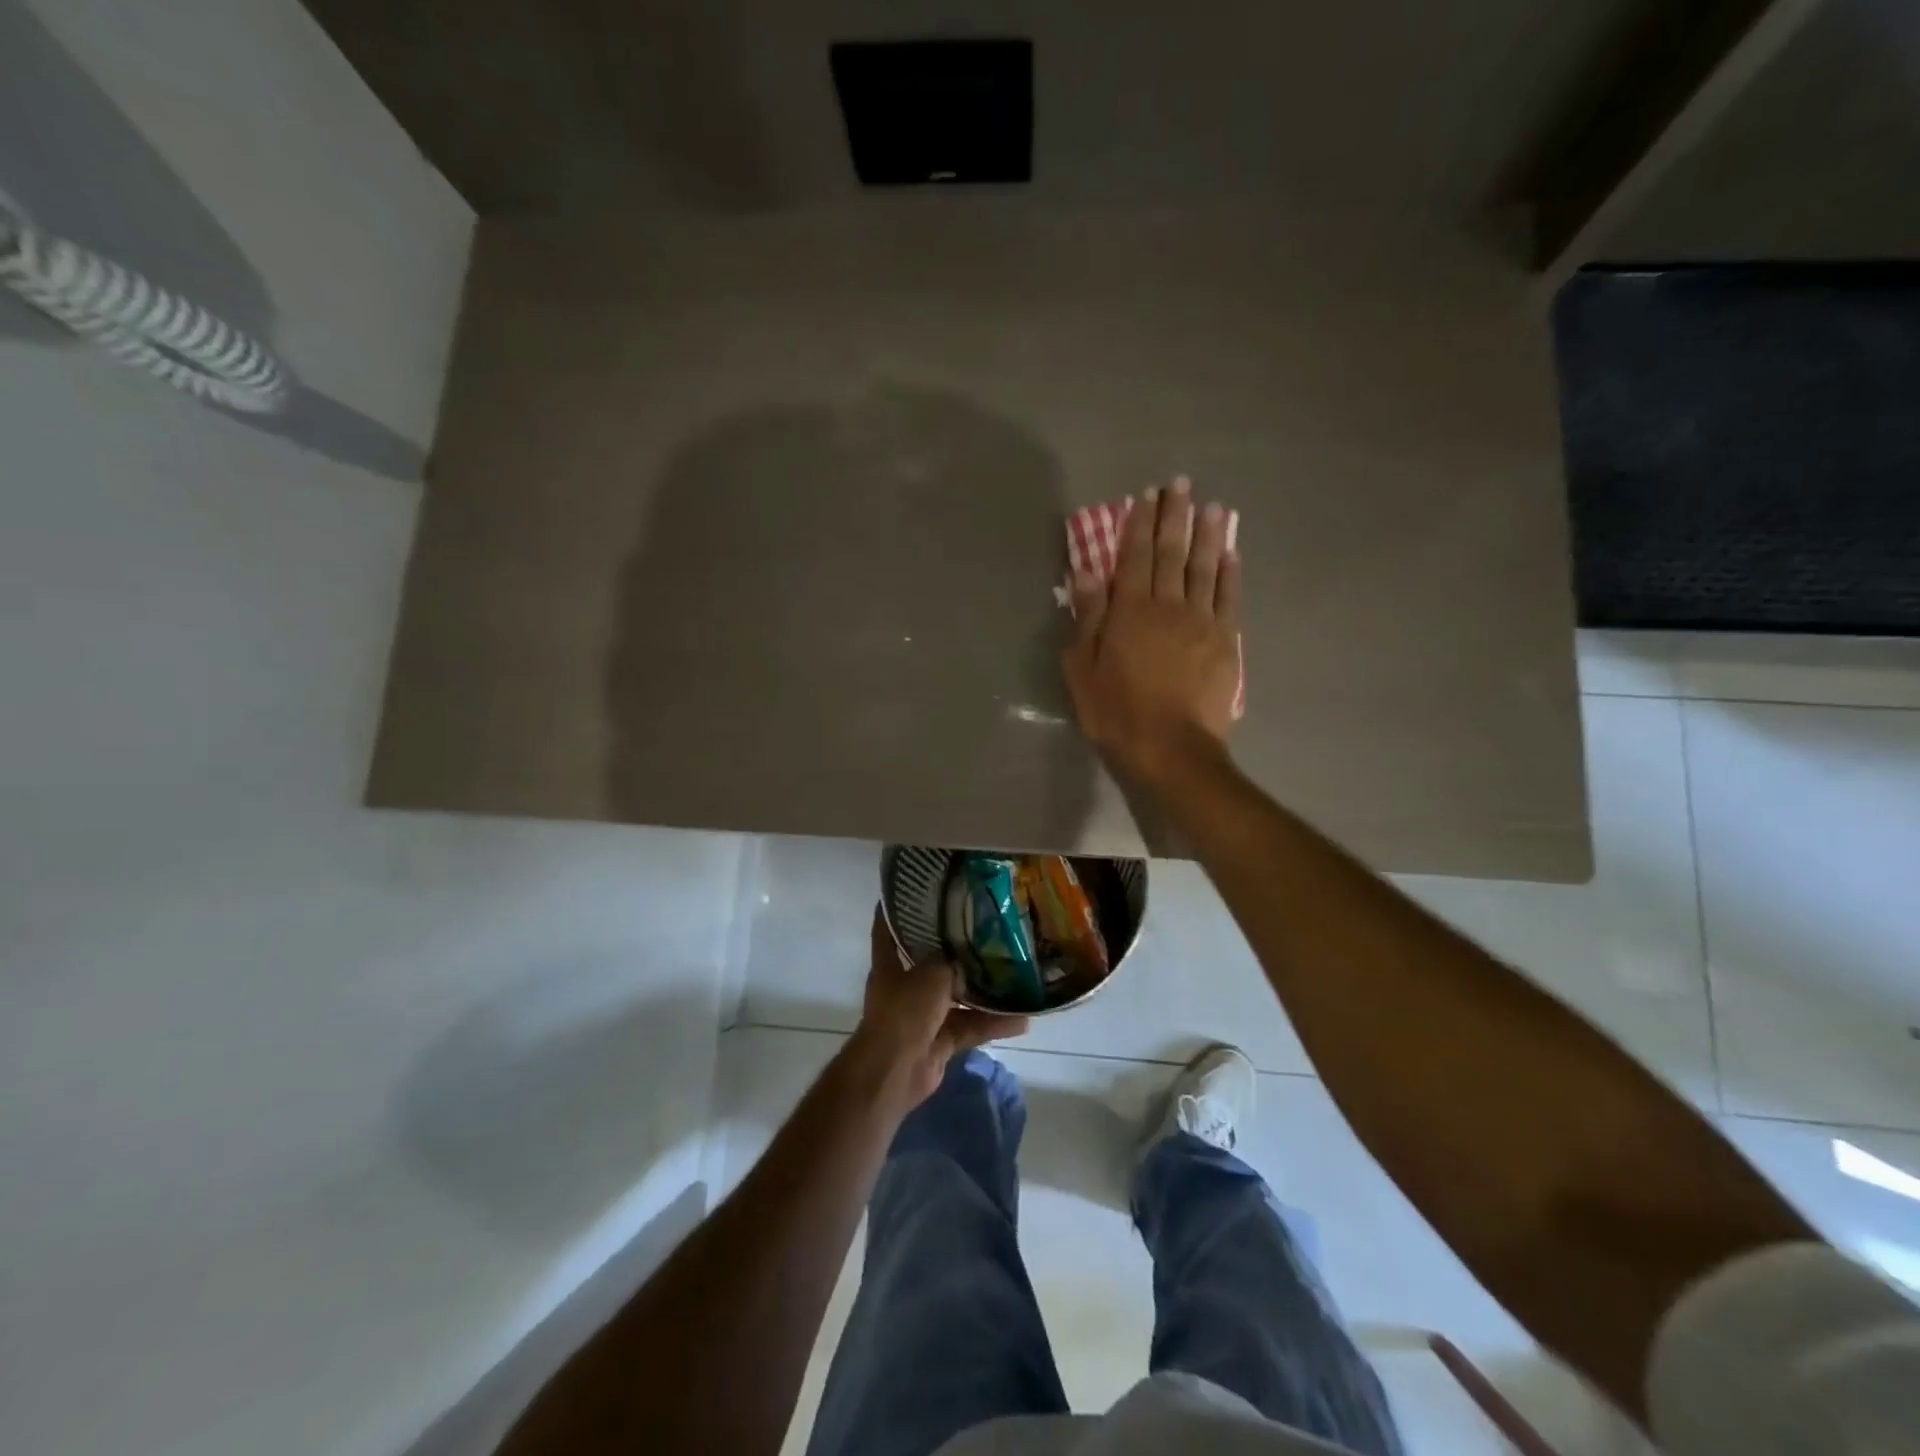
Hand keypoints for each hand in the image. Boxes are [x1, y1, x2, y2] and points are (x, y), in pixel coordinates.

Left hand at [849, 906, 1027, 1109]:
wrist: (894, 1071)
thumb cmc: (904, 1012)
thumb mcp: (931, 974)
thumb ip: (952, 963)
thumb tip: (970, 960)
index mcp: (890, 966)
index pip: (888, 931)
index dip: (896, 912)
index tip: (913, 892)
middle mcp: (905, 988)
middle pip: (931, 964)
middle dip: (956, 952)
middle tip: (986, 932)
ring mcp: (923, 1017)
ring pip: (957, 998)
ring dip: (983, 993)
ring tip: (1015, 976)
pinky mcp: (940, 1042)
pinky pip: (970, 1027)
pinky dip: (992, 1025)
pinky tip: (1022, 1019)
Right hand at [1062, 475, 1239, 787]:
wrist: (1172, 749)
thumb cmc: (1117, 713)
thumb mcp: (1083, 669)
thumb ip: (1087, 618)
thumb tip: (1086, 571)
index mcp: (1130, 611)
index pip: (1134, 557)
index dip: (1139, 524)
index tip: (1145, 496)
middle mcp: (1168, 606)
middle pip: (1172, 553)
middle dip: (1175, 516)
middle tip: (1181, 486)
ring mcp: (1202, 622)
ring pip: (1205, 568)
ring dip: (1208, 535)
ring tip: (1212, 507)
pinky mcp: (1225, 641)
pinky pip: (1229, 598)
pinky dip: (1229, 573)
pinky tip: (1231, 554)